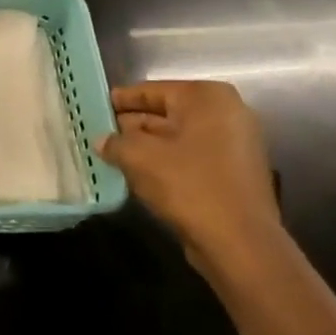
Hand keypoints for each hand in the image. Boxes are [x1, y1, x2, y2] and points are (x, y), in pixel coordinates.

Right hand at [96, 80, 279, 266]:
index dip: (120, 100)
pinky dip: (166, 162)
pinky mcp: (235, 173)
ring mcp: (235, 144)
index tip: (95, 106)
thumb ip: (115, 142)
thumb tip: (102, 140)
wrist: (240, 243)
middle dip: (132, 124)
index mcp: (206, 97)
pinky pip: (191, 158)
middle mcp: (226, 113)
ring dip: (147, 146)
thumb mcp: (139, 158)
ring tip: (112, 154)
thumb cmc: (189, 186)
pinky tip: (139, 174)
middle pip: (166, 112)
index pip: (151, 90)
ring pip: (177, 137)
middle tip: (99, 133)